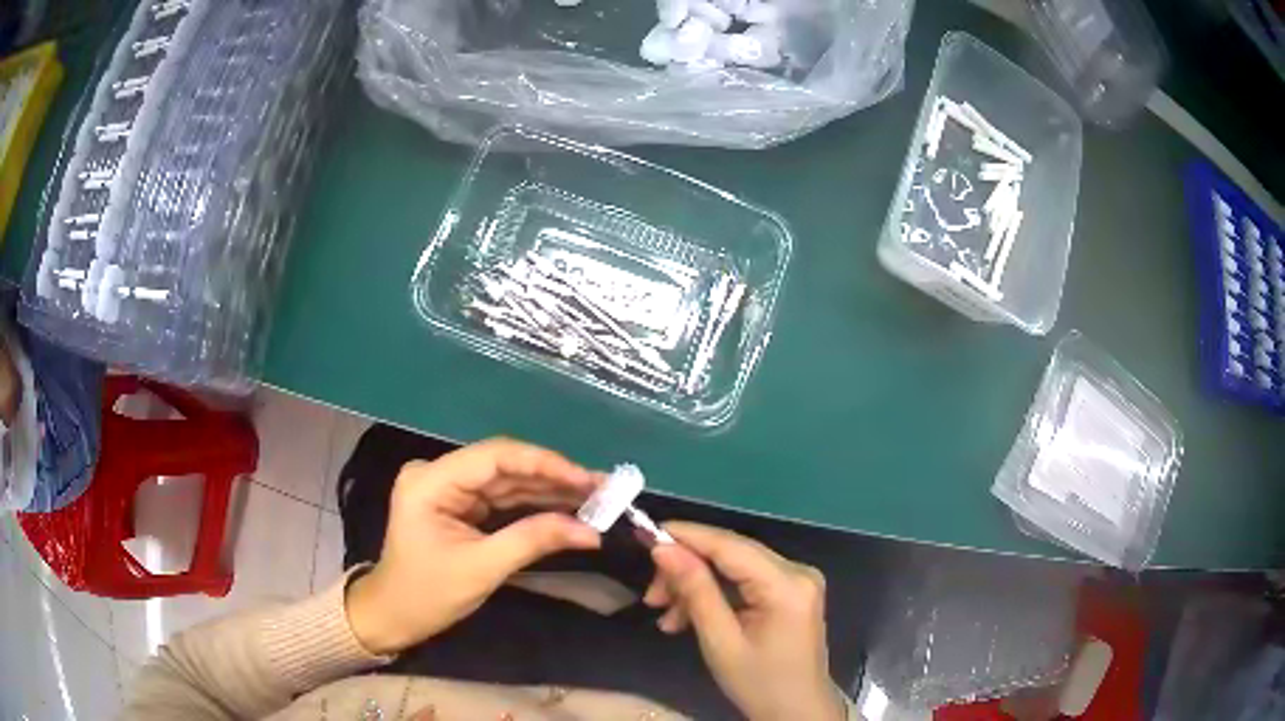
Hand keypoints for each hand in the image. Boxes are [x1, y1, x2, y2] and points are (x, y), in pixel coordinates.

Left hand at [345, 438, 601, 654]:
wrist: (394, 615)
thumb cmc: (427, 595)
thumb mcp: (481, 569)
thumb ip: (532, 540)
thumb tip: (591, 531)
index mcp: (431, 480)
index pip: (494, 457)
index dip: (545, 463)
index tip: (587, 479)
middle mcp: (439, 473)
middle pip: (505, 466)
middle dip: (554, 478)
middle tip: (604, 488)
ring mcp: (449, 488)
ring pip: (508, 481)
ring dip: (551, 490)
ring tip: (597, 497)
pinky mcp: (460, 504)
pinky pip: (503, 498)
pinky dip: (536, 504)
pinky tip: (569, 506)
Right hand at [646, 522, 845, 720]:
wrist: (796, 711)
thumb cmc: (758, 683)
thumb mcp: (720, 641)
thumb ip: (695, 590)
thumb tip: (663, 548)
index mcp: (787, 584)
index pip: (730, 545)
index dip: (687, 535)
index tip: (644, 533)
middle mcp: (797, 571)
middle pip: (731, 553)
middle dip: (686, 570)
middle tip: (652, 597)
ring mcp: (797, 580)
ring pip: (733, 566)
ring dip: (696, 586)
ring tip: (667, 617)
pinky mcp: (790, 591)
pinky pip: (744, 580)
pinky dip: (715, 594)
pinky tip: (688, 617)